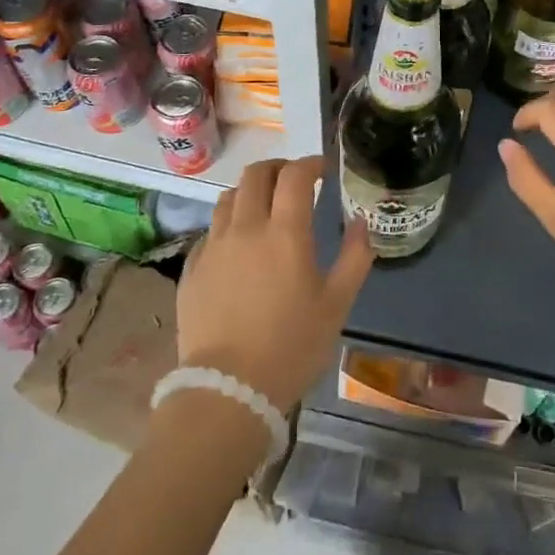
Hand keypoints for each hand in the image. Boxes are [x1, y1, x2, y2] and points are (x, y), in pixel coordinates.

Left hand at [175, 156, 374, 412]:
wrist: (228, 390)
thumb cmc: (292, 346)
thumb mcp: (337, 305)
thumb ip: (355, 257)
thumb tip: (362, 222)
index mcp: (285, 233)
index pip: (295, 176)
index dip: (311, 164)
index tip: (323, 169)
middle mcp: (246, 228)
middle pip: (256, 174)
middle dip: (278, 167)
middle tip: (294, 179)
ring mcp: (213, 246)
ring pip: (228, 197)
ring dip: (250, 191)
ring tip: (264, 206)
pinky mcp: (192, 268)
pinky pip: (210, 230)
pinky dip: (229, 223)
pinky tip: (238, 243)